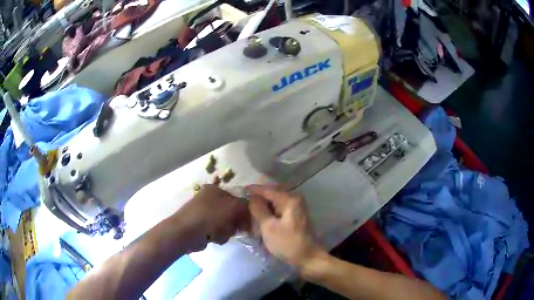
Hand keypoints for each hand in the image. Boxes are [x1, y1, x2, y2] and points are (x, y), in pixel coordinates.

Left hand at [175, 185, 250, 251]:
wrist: (185, 233)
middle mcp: (210, 199)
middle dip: (235, 222)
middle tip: (237, 229)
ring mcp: (206, 213)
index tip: (250, 221)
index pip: (238, 198)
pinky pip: (219, 231)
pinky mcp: (203, 226)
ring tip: (221, 233)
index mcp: (216, 189)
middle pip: (233, 211)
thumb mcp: (233, 207)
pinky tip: (214, 238)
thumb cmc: (209, 216)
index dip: (246, 210)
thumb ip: (246, 205)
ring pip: (227, 223)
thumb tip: (254, 207)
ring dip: (228, 230)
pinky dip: (219, 235)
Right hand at [247, 185, 324, 268]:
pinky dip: (269, 214)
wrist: (308, 258)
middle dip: (258, 199)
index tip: (240, 191)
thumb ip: (259, 209)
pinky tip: (261, 220)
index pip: (267, 190)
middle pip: (272, 195)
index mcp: (289, 199)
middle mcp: (294, 200)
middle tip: (243, 204)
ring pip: (275, 204)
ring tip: (250, 213)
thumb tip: (252, 198)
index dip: (253, 190)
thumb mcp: (268, 227)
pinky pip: (279, 211)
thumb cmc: (288, 243)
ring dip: (263, 208)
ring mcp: (296, 209)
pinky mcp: (295, 219)